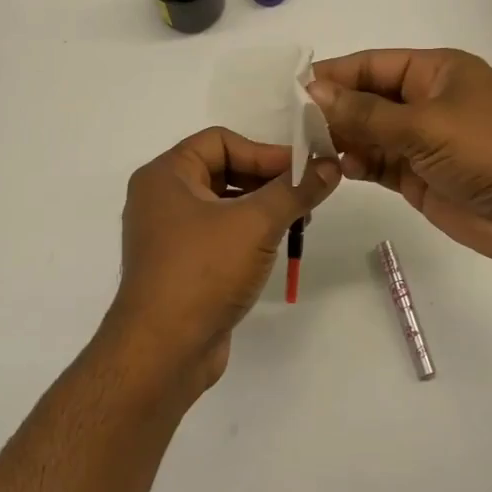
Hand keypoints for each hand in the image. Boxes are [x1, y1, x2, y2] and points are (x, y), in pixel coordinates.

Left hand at [106, 127, 339, 394]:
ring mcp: (169, 236)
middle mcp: (161, 199)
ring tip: (298, 222)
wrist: (163, 351)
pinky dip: (247, 235)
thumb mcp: (256, 224)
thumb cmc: (204, 272)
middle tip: (307, 196)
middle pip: (223, 170)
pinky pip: (218, 235)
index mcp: (165, 176)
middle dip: (268, 181)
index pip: (221, 141)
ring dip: (262, 208)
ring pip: (223, 205)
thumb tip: (331, 165)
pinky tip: (274, 248)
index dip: (265, 151)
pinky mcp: (181, 267)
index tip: (304, 170)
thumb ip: (295, 190)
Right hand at [308, 48, 491, 266]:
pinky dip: (358, 166)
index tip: (290, 90)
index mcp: (435, 72)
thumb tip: (313, 91)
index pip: (371, 66)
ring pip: (369, 135)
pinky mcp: (421, 179)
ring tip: (303, 149)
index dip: (333, 76)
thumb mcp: (425, 124)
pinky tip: (336, 169)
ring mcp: (424, 143)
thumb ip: (365, 113)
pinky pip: (379, 166)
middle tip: (287, 126)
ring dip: (340, 141)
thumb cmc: (491, 148)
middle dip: (331, 111)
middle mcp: (427, 103)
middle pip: (367, 100)